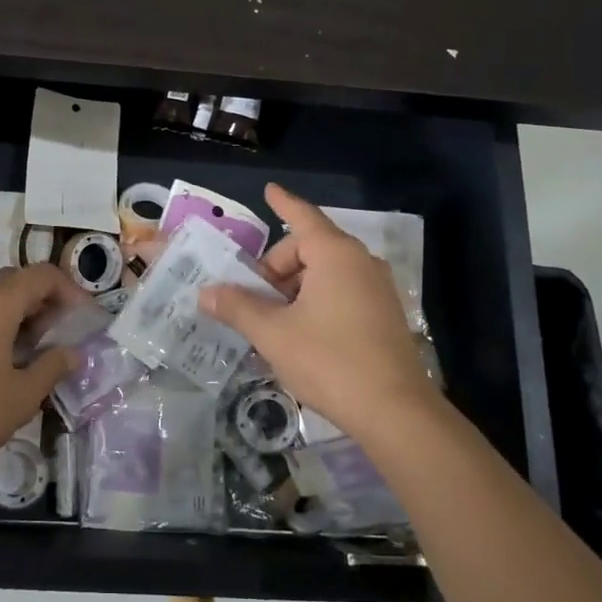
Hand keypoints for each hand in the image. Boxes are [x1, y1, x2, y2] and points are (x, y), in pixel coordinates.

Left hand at [0, 264, 83, 482]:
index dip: (69, 290)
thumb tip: (72, 353)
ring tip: (22, 345)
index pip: (43, 276)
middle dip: (40, 301)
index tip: (82, 317)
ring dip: (11, 309)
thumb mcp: (22, 396)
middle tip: (54, 334)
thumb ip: (52, 367)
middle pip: (14, 280)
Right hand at [199, 184, 443, 443]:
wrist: (394, 411)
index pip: (302, 217)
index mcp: (335, 254)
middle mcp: (360, 262)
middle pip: (308, 249)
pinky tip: (300, 336)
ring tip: (272, 324)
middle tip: (252, 300)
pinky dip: (315, 302)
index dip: (282, 203)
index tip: (268, 190)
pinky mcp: (384, 315)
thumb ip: (237, 307)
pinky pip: (341, 292)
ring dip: (294, 289)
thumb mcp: (273, 333)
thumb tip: (206, 292)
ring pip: (325, 274)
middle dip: (276, 268)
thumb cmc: (329, 360)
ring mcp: (377, 288)